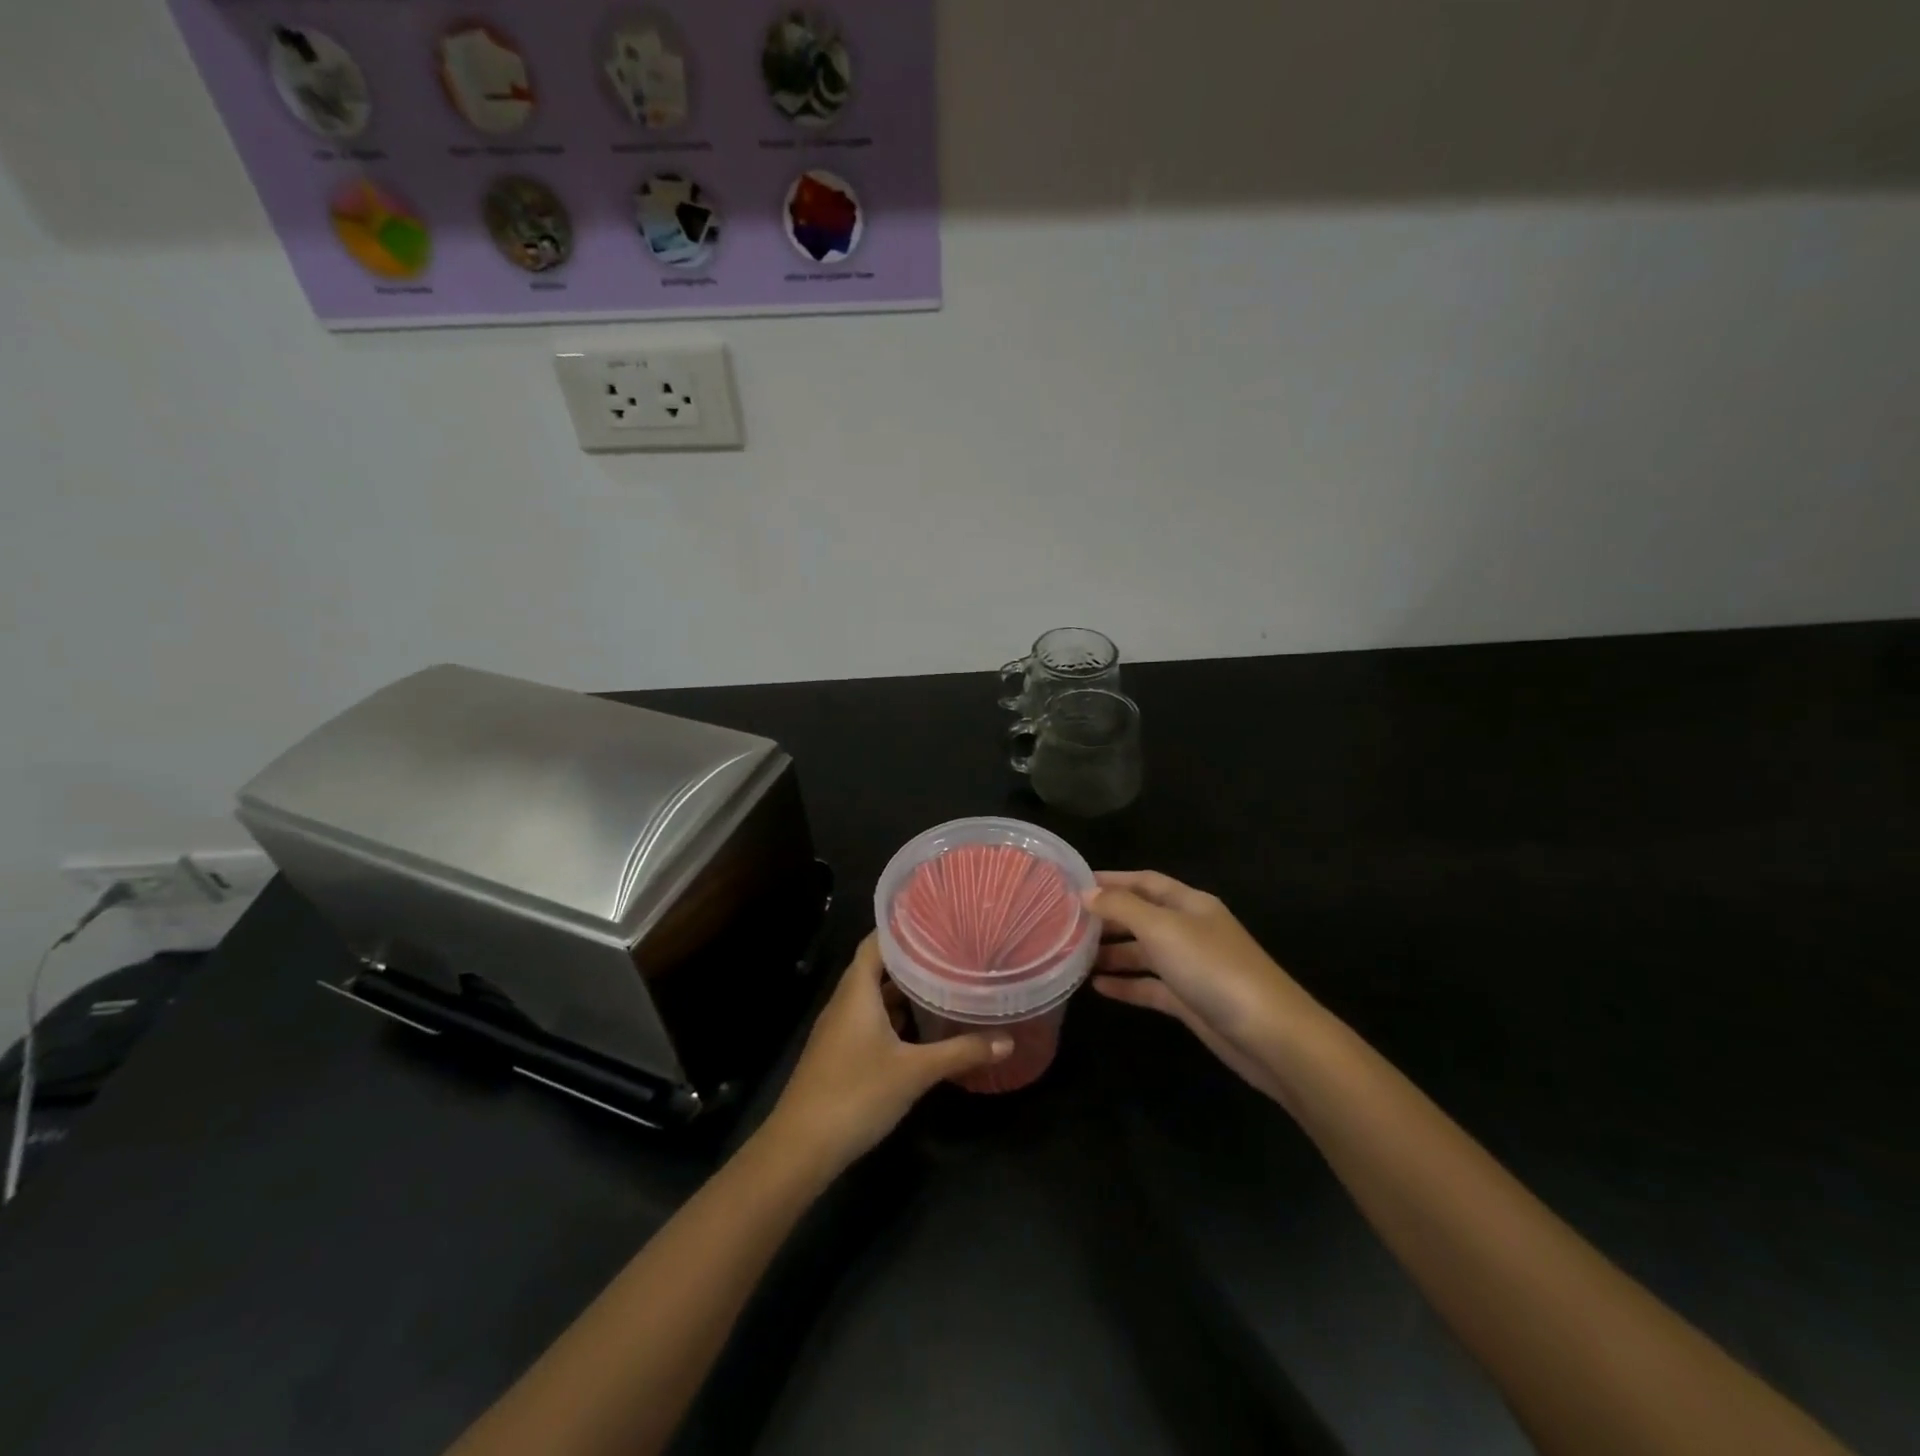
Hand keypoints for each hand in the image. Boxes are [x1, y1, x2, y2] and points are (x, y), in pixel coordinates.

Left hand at [765, 934, 1012, 1171]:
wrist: (800, 1148)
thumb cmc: (856, 1093)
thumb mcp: (915, 1072)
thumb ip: (961, 1052)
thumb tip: (1007, 1040)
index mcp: (857, 991)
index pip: (876, 942)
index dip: (903, 928)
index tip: (936, 919)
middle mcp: (845, 1001)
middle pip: (877, 967)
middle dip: (911, 960)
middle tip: (951, 951)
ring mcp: (839, 1029)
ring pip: (874, 997)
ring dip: (904, 991)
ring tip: (943, 982)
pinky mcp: (840, 1053)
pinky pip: (870, 1020)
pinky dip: (894, 1016)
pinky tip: (921, 1028)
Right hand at [1090, 871, 1321, 1102]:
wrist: (1269, 1035)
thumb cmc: (1213, 969)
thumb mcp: (1163, 929)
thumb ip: (1122, 908)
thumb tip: (1087, 893)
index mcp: (1190, 904)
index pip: (1145, 882)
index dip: (1112, 880)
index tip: (1074, 884)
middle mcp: (1190, 930)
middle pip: (1142, 916)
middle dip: (1107, 918)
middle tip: (1065, 924)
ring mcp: (1191, 967)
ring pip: (1143, 953)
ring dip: (1111, 953)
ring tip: (1072, 957)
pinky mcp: (1190, 1001)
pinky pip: (1150, 986)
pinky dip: (1126, 985)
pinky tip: (1097, 987)